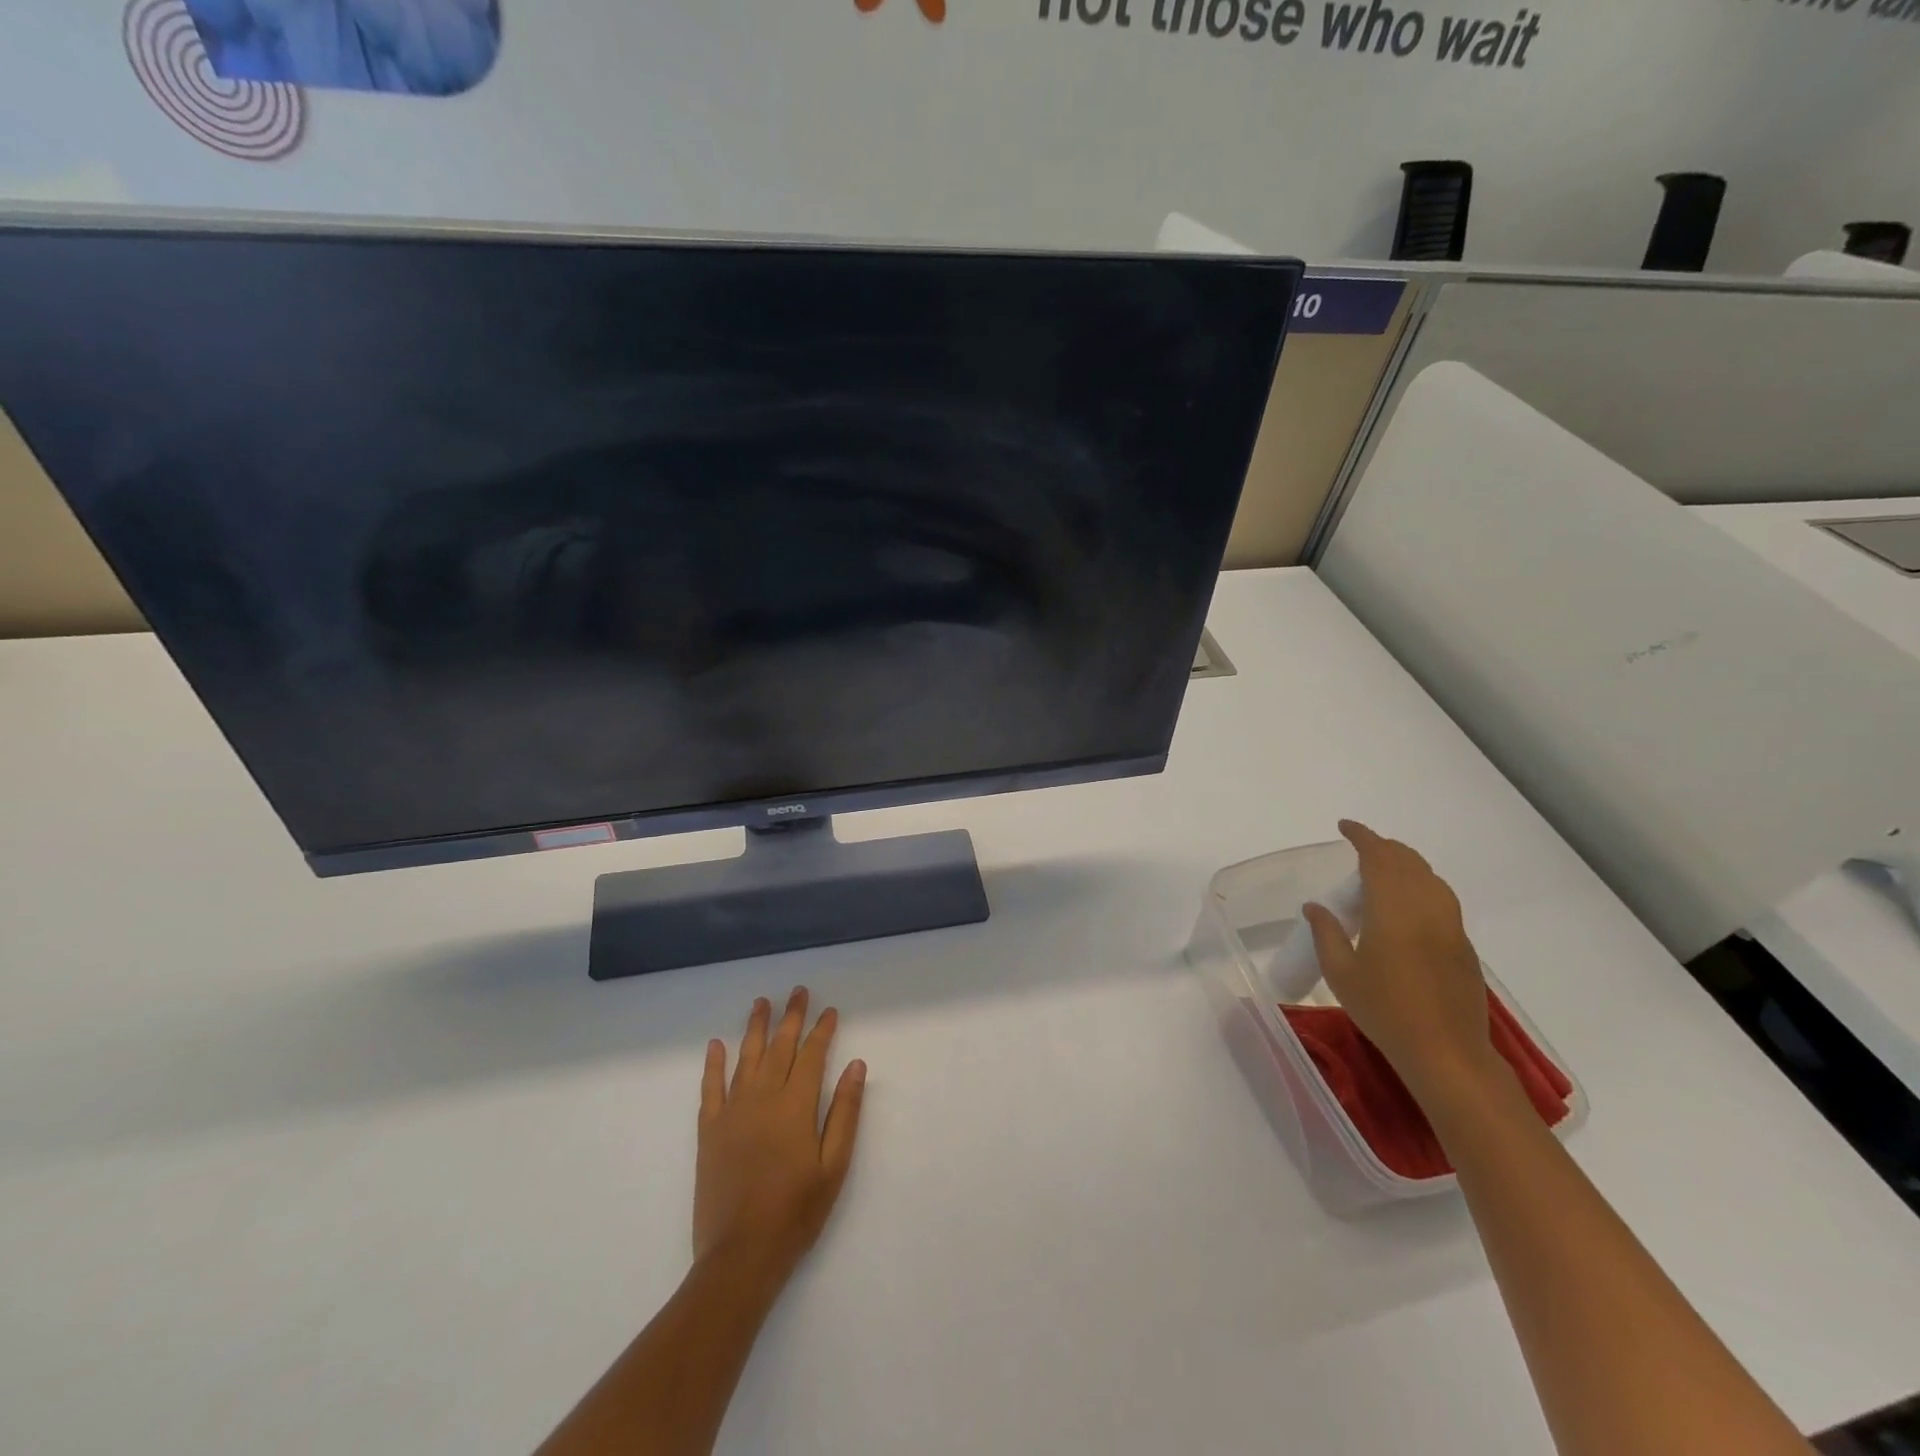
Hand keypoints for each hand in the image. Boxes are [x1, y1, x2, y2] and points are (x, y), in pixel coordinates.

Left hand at [695, 988, 865, 1286]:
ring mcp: (732, 1112)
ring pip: (746, 1058)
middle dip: (791, 1017)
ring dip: (755, 1028)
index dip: (822, 1030)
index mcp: (796, 1106)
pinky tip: (716, 1045)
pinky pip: (711, 1088)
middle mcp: (763, 1098)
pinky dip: (714, 1064)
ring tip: (761, 1002)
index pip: (812, 1055)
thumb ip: (844, 1112)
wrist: (741, 1255)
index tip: (830, 1010)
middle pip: (779, 1047)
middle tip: (798, 991)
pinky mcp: (709, 1131)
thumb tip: (855, 1065)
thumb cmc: (796, 1212)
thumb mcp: (834, 1166)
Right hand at [1303, 820, 1495, 1100]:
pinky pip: (1441, 899)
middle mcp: (1427, 907)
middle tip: (1359, 849)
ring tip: (1381, 873)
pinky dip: (1421, 887)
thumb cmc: (1385, 1010)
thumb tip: (1316, 907)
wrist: (1447, 1053)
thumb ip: (1326, 933)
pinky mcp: (1463, 945)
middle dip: (1384, 848)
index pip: (1379, 857)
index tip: (1345, 827)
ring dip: (1405, 865)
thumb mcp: (1341, 973)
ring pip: (1430, 878)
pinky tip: (1405, 907)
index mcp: (1394, 908)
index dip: (1362, 837)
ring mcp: (1450, 926)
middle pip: (1408, 861)